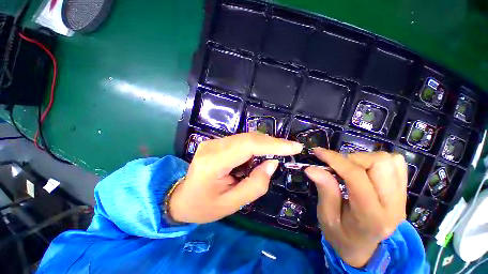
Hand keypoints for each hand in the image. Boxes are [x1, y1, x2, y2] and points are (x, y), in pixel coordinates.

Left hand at [169, 132, 302, 223]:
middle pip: (248, 138)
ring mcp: (213, 142)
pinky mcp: (216, 142)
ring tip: (273, 156)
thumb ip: (255, 184)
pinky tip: (258, 157)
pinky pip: (240, 141)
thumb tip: (272, 162)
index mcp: (213, 162)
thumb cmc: (204, 206)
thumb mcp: (232, 204)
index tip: (294, 146)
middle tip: (289, 150)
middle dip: (271, 143)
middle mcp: (212, 146)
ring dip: (263, 146)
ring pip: (246, 138)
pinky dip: (254, 147)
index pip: (248, 146)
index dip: (273, 144)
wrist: (181, 198)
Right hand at [305, 149, 406, 267]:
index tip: (318, 152)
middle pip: (380, 163)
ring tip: (349, 169)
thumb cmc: (341, 235)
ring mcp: (402, 199)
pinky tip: (364, 170)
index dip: (335, 159)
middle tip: (336, 167)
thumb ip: (325, 191)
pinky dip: (376, 161)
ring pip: (390, 160)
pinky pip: (396, 164)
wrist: (363, 249)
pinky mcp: (403, 193)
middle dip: (352, 159)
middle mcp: (393, 205)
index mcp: (371, 216)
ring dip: (364, 159)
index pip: (356, 177)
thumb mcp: (326, 217)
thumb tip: (312, 168)